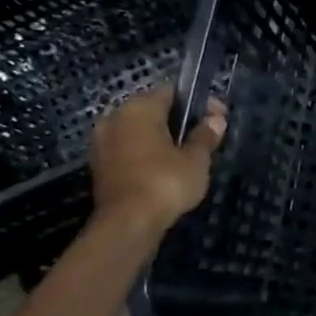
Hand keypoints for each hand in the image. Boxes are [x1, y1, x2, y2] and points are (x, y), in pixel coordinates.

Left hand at [89, 88, 226, 233]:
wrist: (127, 223)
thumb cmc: (165, 182)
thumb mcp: (196, 160)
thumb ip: (205, 136)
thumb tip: (216, 120)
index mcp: (139, 108)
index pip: (172, 92)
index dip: (198, 102)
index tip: (218, 117)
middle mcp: (115, 117)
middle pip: (152, 110)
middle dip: (178, 120)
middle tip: (203, 138)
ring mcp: (102, 142)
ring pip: (138, 131)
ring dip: (160, 138)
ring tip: (184, 156)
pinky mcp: (98, 165)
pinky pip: (127, 149)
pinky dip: (145, 154)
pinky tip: (163, 169)